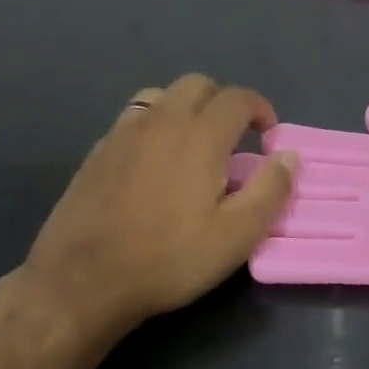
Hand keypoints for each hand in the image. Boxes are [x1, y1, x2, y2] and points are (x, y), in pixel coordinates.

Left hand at [22, 75, 297, 338]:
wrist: (80, 284)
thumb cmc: (168, 259)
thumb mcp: (236, 236)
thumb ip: (270, 190)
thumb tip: (287, 156)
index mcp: (199, 137)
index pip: (237, 98)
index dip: (260, 108)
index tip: (268, 135)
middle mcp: (160, 122)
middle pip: (197, 85)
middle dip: (224, 102)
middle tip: (235, 138)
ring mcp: (123, 135)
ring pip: (161, 96)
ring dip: (187, 109)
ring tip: (195, 144)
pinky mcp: (97, 153)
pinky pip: (133, 120)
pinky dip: (155, 126)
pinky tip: (156, 163)